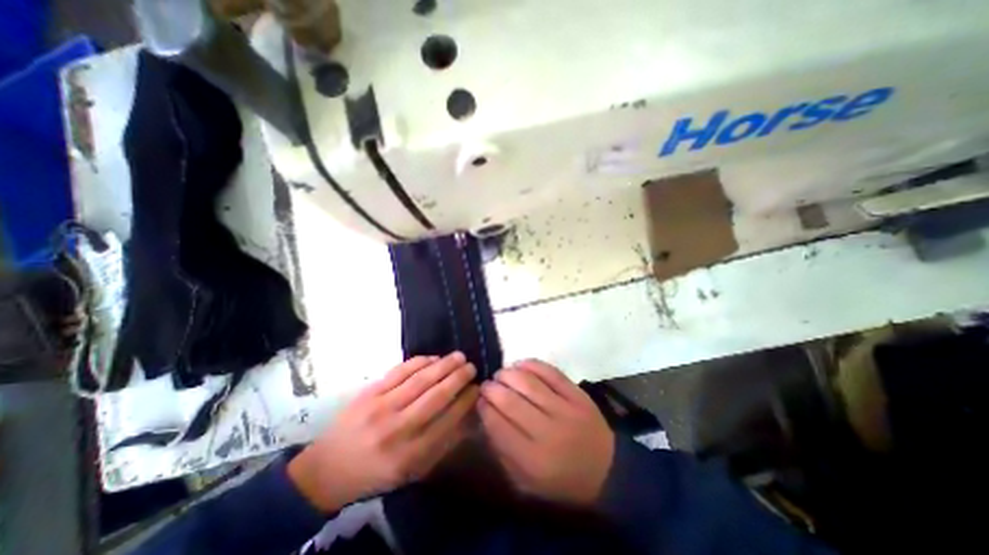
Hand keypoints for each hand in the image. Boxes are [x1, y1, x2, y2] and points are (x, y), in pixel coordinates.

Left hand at [288, 354, 475, 514]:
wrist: (328, 469)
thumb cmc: (376, 472)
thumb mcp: (412, 471)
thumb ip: (441, 444)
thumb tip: (466, 415)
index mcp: (411, 454)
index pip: (448, 420)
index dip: (466, 400)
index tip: (477, 388)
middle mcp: (398, 429)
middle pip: (437, 396)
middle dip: (459, 378)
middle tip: (472, 366)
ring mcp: (382, 407)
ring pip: (421, 379)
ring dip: (444, 365)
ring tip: (459, 356)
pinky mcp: (369, 392)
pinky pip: (400, 371)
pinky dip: (420, 361)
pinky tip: (433, 358)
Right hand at [477, 360, 610, 505]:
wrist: (607, 471)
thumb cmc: (561, 481)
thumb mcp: (526, 482)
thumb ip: (502, 451)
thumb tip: (485, 417)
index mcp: (533, 460)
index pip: (498, 426)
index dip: (484, 408)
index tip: (478, 399)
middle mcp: (548, 433)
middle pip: (511, 402)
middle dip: (492, 388)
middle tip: (486, 384)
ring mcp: (565, 410)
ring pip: (529, 383)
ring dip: (508, 374)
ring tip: (501, 374)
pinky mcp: (577, 395)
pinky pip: (551, 373)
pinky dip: (532, 364)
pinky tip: (520, 364)